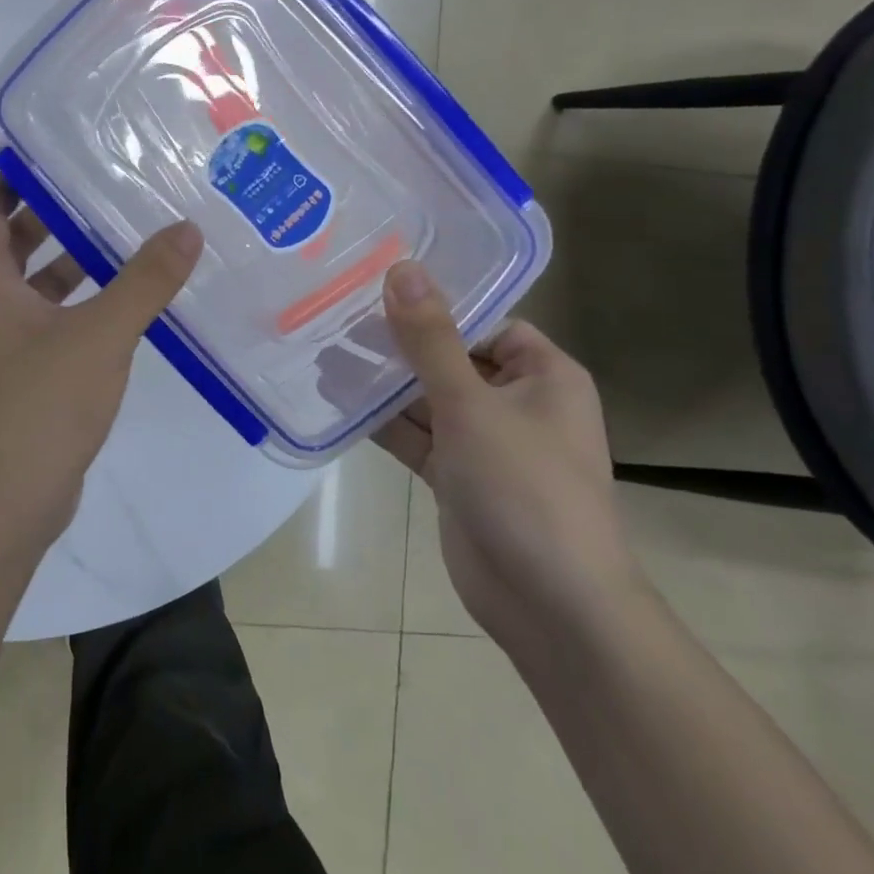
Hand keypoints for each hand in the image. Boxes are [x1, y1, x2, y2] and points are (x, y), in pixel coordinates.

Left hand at [0, 177, 201, 548]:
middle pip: (9, 242)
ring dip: (69, 261)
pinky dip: (76, 303)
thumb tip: (186, 229)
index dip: (14, 180)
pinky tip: (123, 303)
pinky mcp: (19, 374)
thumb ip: (144, 281)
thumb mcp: (100, 334)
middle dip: (52, 216)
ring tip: (124, 237)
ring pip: (32, 285)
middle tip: (103, 190)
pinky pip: (47, 320)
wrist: (6, 501)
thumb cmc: (40, 403)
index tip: (58, 157)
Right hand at [373, 261, 641, 652]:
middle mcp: (516, 403)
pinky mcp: (456, 475)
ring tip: (322, 351)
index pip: (486, 322)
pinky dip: (381, 420)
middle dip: (396, 343)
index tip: (377, 286)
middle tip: (334, 314)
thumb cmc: (525, 488)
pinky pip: (415, 435)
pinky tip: (335, 399)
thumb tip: (402, 268)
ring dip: (381, 382)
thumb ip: (431, 339)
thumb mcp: (472, 405)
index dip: (437, 304)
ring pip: (426, 398)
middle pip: (449, 357)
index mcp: (542, 376)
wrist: (551, 605)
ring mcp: (484, 442)